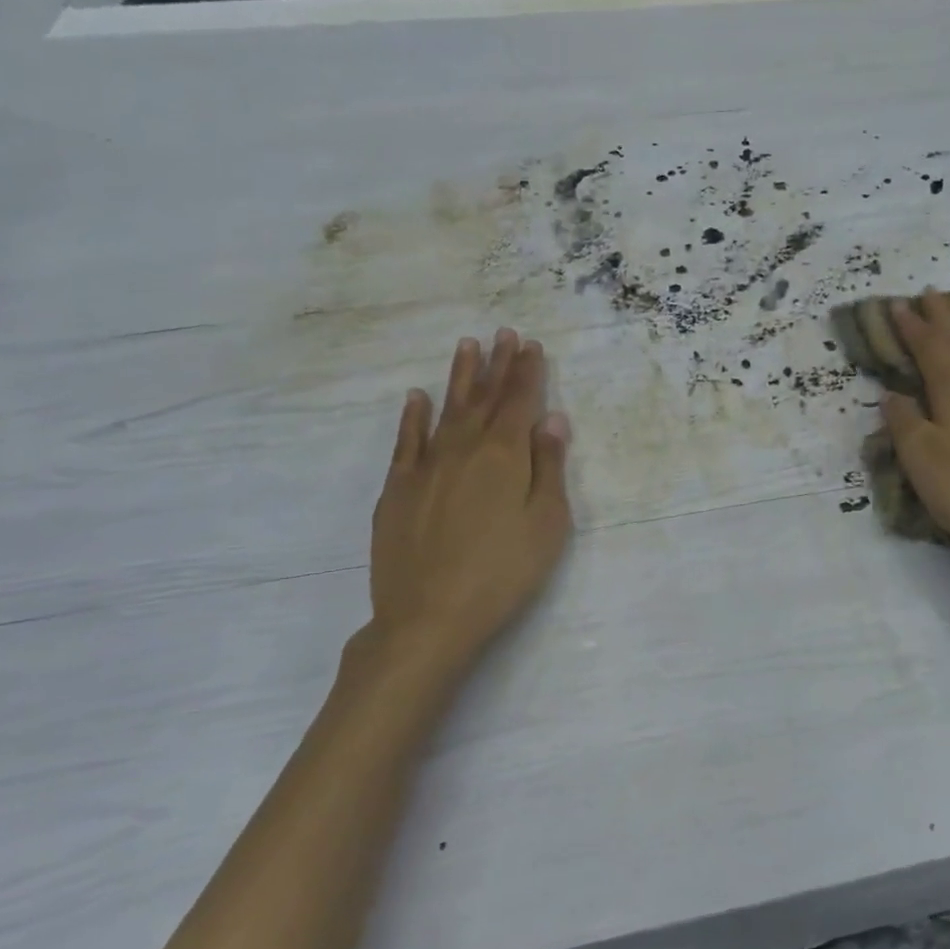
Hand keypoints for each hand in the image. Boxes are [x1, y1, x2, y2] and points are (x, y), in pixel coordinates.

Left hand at [366, 328, 572, 667]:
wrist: (429, 615)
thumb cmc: (504, 572)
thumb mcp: (546, 523)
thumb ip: (549, 468)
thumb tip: (552, 419)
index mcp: (503, 456)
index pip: (519, 402)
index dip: (527, 372)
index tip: (531, 344)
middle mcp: (463, 449)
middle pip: (484, 398)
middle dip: (498, 364)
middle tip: (503, 333)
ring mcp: (425, 467)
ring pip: (445, 410)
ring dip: (459, 378)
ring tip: (467, 347)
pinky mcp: (397, 490)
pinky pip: (406, 442)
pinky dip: (412, 417)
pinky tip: (416, 398)